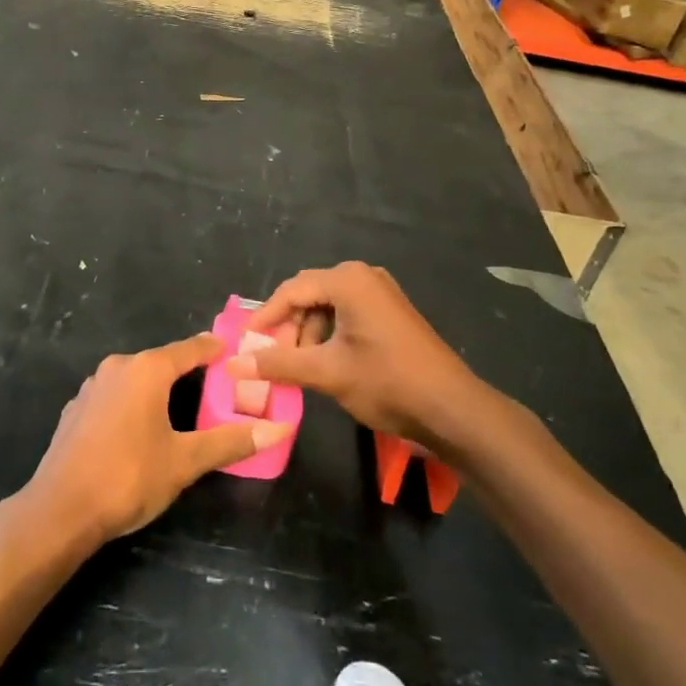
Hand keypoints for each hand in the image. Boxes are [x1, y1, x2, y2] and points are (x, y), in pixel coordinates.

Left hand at [26, 335, 293, 544]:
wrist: (60, 509)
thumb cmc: (128, 477)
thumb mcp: (185, 462)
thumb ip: (229, 442)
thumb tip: (279, 430)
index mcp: (147, 369)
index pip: (191, 348)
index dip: (215, 350)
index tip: (236, 353)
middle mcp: (118, 366)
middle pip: (162, 362)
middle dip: (189, 373)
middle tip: (217, 391)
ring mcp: (92, 386)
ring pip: (136, 379)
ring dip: (158, 390)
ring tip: (182, 411)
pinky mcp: (76, 409)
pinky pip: (115, 396)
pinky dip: (133, 405)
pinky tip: (140, 431)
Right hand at [227, 262, 480, 448]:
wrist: (452, 409)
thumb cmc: (387, 382)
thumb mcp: (327, 373)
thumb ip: (278, 364)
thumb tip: (232, 363)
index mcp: (348, 281)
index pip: (291, 291)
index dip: (265, 318)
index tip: (244, 343)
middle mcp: (363, 277)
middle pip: (308, 294)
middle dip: (287, 327)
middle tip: (271, 358)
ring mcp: (380, 293)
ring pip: (327, 306)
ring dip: (308, 334)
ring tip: (298, 367)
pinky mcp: (391, 312)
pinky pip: (347, 314)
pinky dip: (329, 335)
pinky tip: (325, 363)